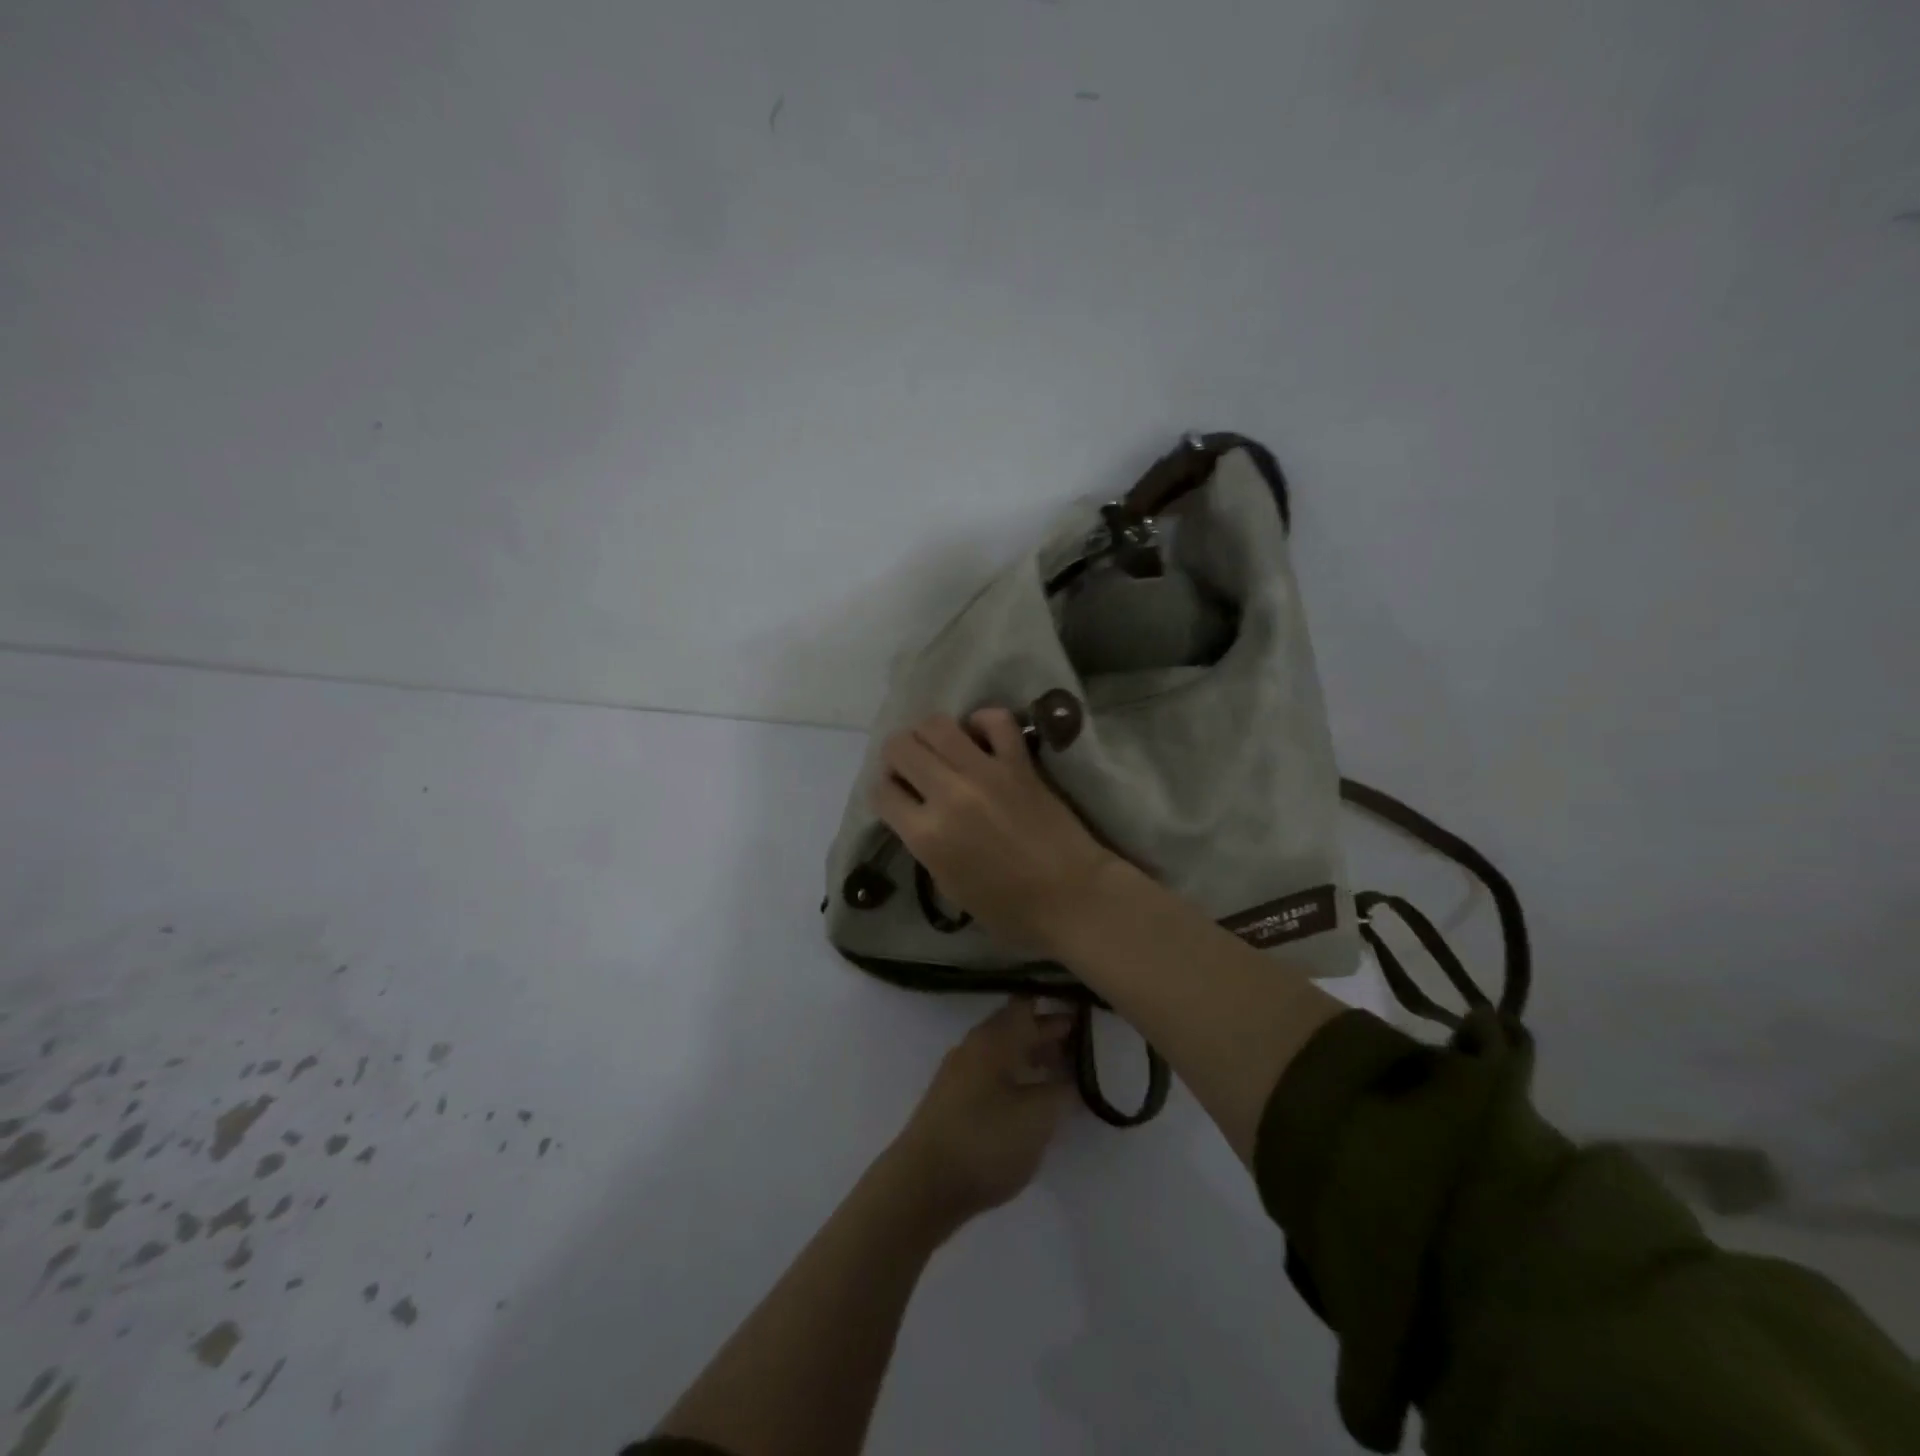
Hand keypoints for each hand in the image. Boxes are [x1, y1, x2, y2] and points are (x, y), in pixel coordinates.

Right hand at [872, 709, 1122, 953]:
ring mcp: (985, 772)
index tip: (897, 797)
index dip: (885, 792)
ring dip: (930, 734)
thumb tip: (918, 814)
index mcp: (926, 836)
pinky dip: (982, 722)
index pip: (881, 791)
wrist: (1072, 897)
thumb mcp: (949, 886)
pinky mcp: (1019, 762)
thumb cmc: (1010, 909)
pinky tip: (981, 738)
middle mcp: (948, 794)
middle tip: (913, 770)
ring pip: (936, 724)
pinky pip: (995, 720)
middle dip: (897, 757)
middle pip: (899, 747)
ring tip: (942, 750)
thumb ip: (926, 844)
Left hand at [887, 999, 1076, 1229]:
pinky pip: (993, 1073)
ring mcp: (960, 1073)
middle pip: (1016, 1027)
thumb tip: (1071, 1075)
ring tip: (1065, 1072)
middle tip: (1085, 1042)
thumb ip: (1061, 1090)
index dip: (1056, 1003)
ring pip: (1004, 1051)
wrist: (923, 1185)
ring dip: (1033, 1056)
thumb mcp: (1038, 1117)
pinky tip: (1033, 1097)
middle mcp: (975, 1046)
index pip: (1028, 1004)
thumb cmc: (986, 1140)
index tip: (1084, 1008)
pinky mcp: (954, 1100)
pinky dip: (1017, 1076)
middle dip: (1048, 1032)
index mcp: (994, 1038)